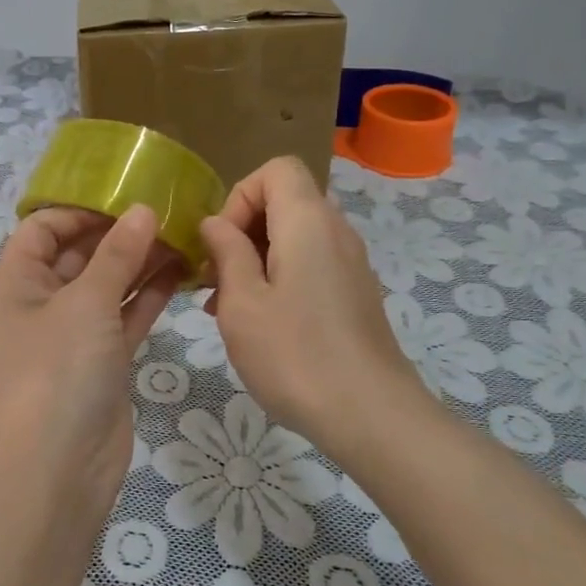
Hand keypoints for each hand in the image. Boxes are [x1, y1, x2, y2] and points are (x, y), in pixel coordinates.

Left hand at [0, 205, 183, 511]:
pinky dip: (149, 297)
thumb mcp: (86, 302)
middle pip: (79, 255)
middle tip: (167, 213)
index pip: (42, 229)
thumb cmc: (57, 369)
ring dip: (140, 264)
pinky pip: (125, 318)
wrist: (57, 467)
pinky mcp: (102, 362)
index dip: (79, 211)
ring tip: (183, 237)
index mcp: (17, 282)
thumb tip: (143, 211)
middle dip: (119, 234)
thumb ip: (117, 254)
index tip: (124, 198)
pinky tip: (182, 274)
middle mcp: (41, 304)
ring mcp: (73, 335)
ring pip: (108, 287)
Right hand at [199, 157, 426, 443]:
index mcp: (308, 221)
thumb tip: (215, 223)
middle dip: (242, 230)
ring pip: (295, 236)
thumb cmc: (295, 355)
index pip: (276, 169)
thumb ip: (226, 252)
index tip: (222, 242)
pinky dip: (280, 278)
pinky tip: (261, 324)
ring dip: (256, 258)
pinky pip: (311, 264)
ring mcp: (350, 263)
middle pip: (284, 201)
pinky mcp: (354, 293)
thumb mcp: (242, 302)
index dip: (240, 195)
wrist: (371, 415)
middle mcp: (336, 231)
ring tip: (228, 306)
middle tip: (216, 278)